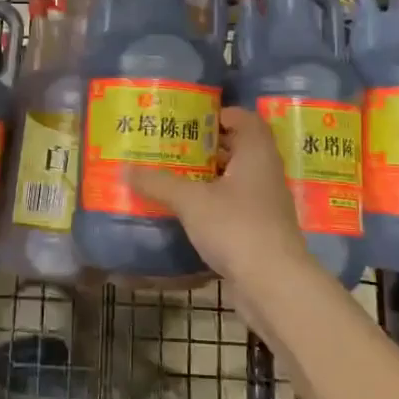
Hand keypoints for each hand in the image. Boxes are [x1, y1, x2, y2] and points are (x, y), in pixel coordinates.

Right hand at [127, 108, 316, 325]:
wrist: (273, 284)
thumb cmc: (236, 227)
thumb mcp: (190, 201)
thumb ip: (158, 183)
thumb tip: (125, 168)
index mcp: (256, 153)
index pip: (244, 118)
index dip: (219, 114)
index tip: (188, 118)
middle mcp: (265, 172)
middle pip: (237, 147)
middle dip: (205, 145)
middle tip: (172, 144)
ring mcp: (265, 203)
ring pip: (234, 178)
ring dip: (207, 176)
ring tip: (172, 174)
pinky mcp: (260, 229)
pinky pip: (233, 205)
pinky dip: (212, 202)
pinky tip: (186, 210)